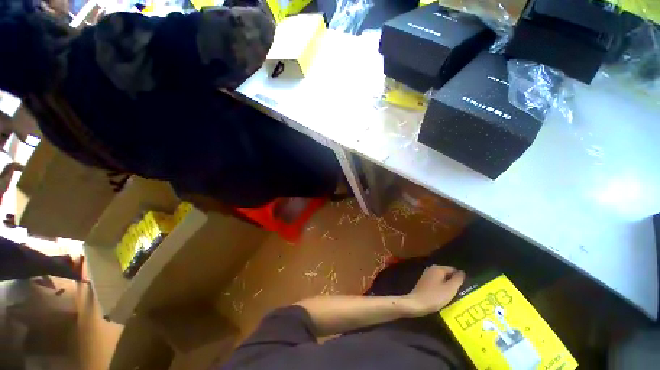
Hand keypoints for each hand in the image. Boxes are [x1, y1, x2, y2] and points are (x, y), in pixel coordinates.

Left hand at [403, 266, 464, 316]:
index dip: (460, 278)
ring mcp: (426, 275)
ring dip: (447, 285)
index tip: (465, 287)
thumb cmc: (435, 296)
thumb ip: (457, 280)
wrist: (416, 303)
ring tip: (453, 295)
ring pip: (441, 279)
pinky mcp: (423, 282)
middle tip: (460, 292)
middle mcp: (431, 269)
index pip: (453, 269)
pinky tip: (443, 296)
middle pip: (446, 274)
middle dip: (453, 282)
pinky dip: (440, 288)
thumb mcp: (450, 289)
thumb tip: (462, 272)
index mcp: (438, 268)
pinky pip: (435, 283)